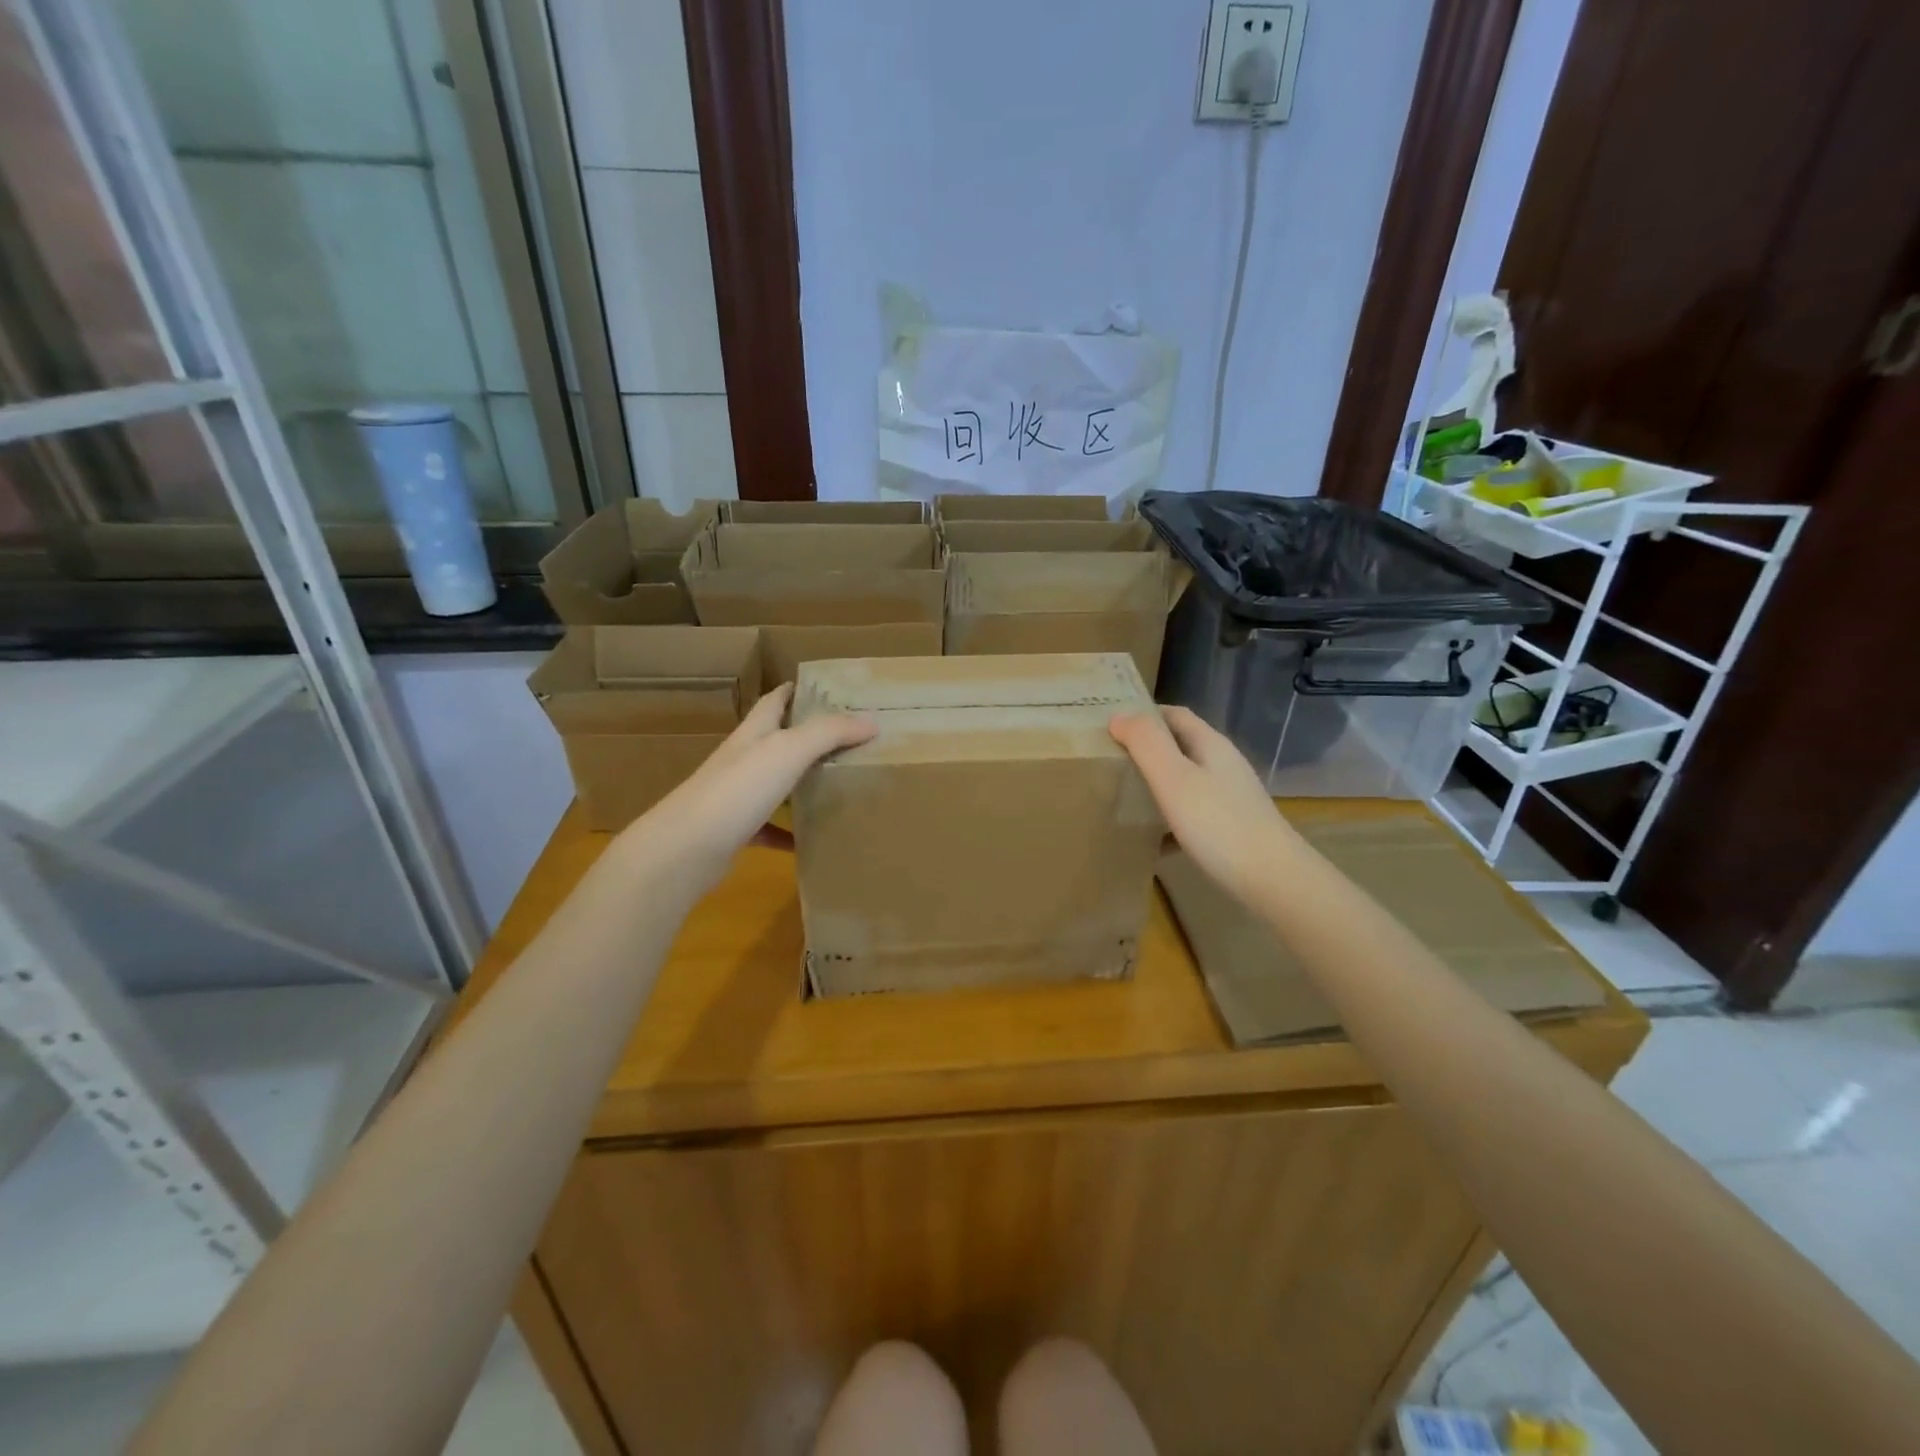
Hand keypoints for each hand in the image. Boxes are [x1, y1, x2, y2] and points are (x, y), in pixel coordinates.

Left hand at [618, 683, 874, 894]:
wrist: (686, 848)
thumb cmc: (738, 789)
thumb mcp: (788, 751)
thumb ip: (829, 733)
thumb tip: (871, 719)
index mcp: (753, 733)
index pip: (773, 701)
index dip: (794, 690)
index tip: (822, 687)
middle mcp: (742, 760)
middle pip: (776, 740)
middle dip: (805, 735)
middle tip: (845, 737)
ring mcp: (736, 796)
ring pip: (775, 783)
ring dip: (800, 782)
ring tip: (837, 783)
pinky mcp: (736, 831)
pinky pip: (770, 827)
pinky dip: (789, 831)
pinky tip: (811, 839)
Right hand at [1108, 706, 1300, 905]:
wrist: (1274, 881)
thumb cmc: (1219, 825)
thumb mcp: (1174, 779)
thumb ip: (1146, 744)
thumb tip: (1119, 716)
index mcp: (1210, 745)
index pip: (1174, 715)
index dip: (1143, 714)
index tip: (1109, 725)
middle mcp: (1223, 765)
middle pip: (1180, 746)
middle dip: (1146, 749)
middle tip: (1109, 761)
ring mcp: (1231, 797)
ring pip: (1186, 780)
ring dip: (1156, 784)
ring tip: (1123, 797)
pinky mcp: (1232, 828)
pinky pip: (1192, 814)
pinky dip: (1168, 818)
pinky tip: (1152, 839)